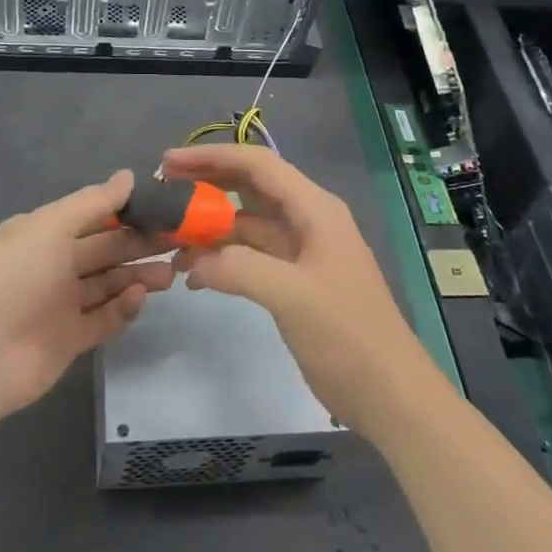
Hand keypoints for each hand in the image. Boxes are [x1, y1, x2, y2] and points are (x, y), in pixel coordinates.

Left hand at [0, 170, 174, 416]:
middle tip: (178, 243)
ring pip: (108, 284)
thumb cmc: (16, 275)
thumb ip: (93, 203)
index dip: (126, 212)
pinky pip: (103, 318)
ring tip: (171, 273)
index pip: (92, 217)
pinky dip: (122, 307)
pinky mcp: (69, 340)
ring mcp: (60, 304)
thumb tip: (128, 176)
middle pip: (104, 251)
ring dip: (137, 276)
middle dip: (139, 245)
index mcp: (43, 233)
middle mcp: (52, 265)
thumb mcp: (52, 226)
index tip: (163, 210)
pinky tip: (140, 297)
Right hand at [164, 144, 438, 434]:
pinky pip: (250, 257)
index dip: (211, 157)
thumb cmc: (348, 335)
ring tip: (168, 239)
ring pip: (246, 224)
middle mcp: (306, 220)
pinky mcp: (294, 281)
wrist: (390, 394)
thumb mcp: (292, 296)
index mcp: (314, 209)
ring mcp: (300, 252)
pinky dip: (222, 260)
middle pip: (249, 188)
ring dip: (210, 228)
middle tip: (162, 191)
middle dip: (206, 185)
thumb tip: (193, 261)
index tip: (168, 163)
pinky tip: (194, 278)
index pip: (257, 165)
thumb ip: (239, 268)